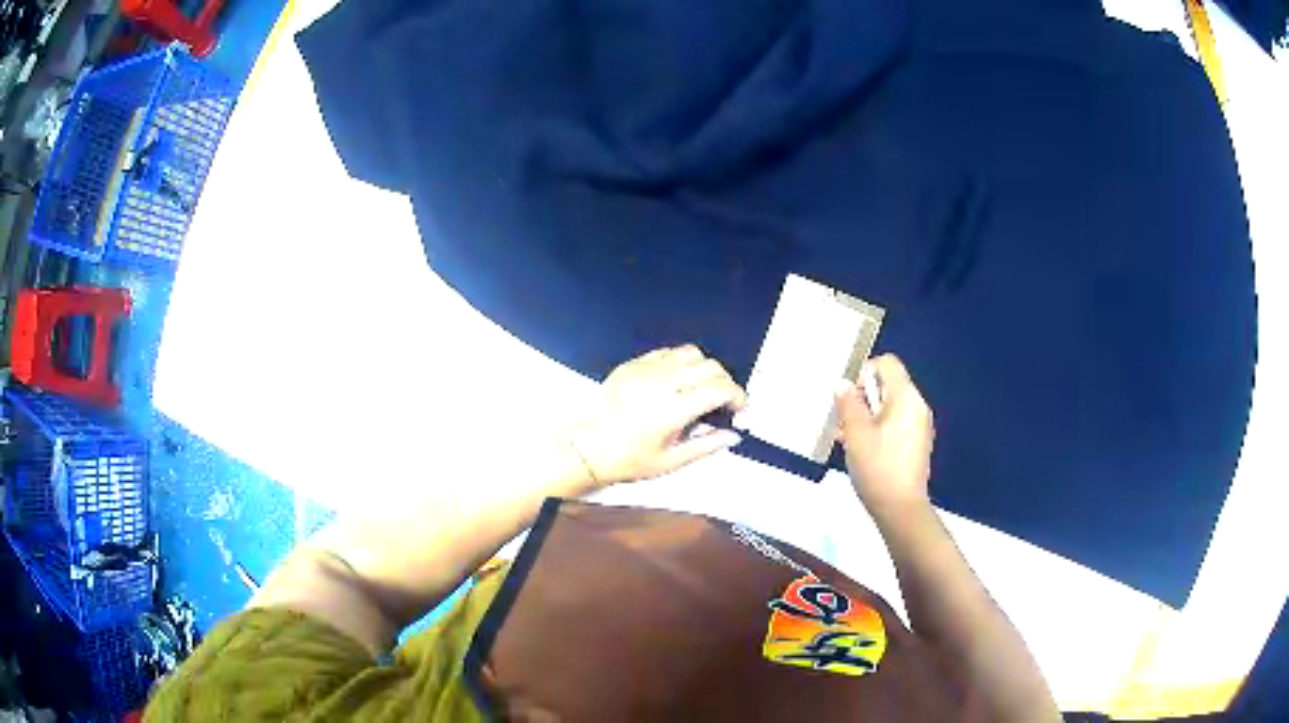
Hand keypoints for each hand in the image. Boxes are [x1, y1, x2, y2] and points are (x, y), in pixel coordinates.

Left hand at [569, 345, 746, 485]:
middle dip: (725, 383)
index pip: (719, 389)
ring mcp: (644, 370)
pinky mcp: (632, 365)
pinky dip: (680, 363)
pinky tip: (678, 382)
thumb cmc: (627, 459)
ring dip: (704, 369)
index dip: (738, 397)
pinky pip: (666, 352)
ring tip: (701, 391)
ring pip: (690, 353)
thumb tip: (733, 436)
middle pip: (710, 367)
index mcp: (672, 410)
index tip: (739, 410)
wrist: (587, 449)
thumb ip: (707, 445)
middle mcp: (661, 384)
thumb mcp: (671, 461)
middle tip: (724, 403)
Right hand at [834, 354, 933, 513]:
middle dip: (862, 398)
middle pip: (888, 386)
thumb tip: (843, 383)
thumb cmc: (878, 467)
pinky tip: (862, 452)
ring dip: (867, 416)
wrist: (901, 509)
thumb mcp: (855, 433)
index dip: (864, 373)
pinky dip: (878, 430)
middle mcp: (917, 406)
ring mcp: (920, 427)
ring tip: (847, 440)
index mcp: (906, 397)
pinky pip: (896, 425)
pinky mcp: (917, 445)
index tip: (848, 398)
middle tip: (843, 422)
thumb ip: (848, 403)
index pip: (887, 363)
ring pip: (890, 408)